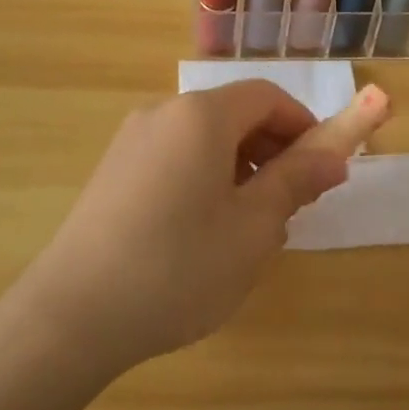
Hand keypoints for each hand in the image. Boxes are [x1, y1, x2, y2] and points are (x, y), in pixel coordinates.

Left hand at [22, 82, 388, 373]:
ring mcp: (132, 140)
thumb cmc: (178, 267)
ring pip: (204, 137)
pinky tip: (205, 231)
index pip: (266, 96)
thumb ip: (296, 181)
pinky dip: (205, 175)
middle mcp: (164, 112)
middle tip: (293, 202)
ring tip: (251, 225)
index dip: (302, 124)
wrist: (74, 313)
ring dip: (240, 165)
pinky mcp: (113, 169)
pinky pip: (175, 156)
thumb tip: (334, 155)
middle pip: (233, 112)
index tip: (321, 167)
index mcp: (201, 115)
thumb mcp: (253, 228)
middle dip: (272, 148)